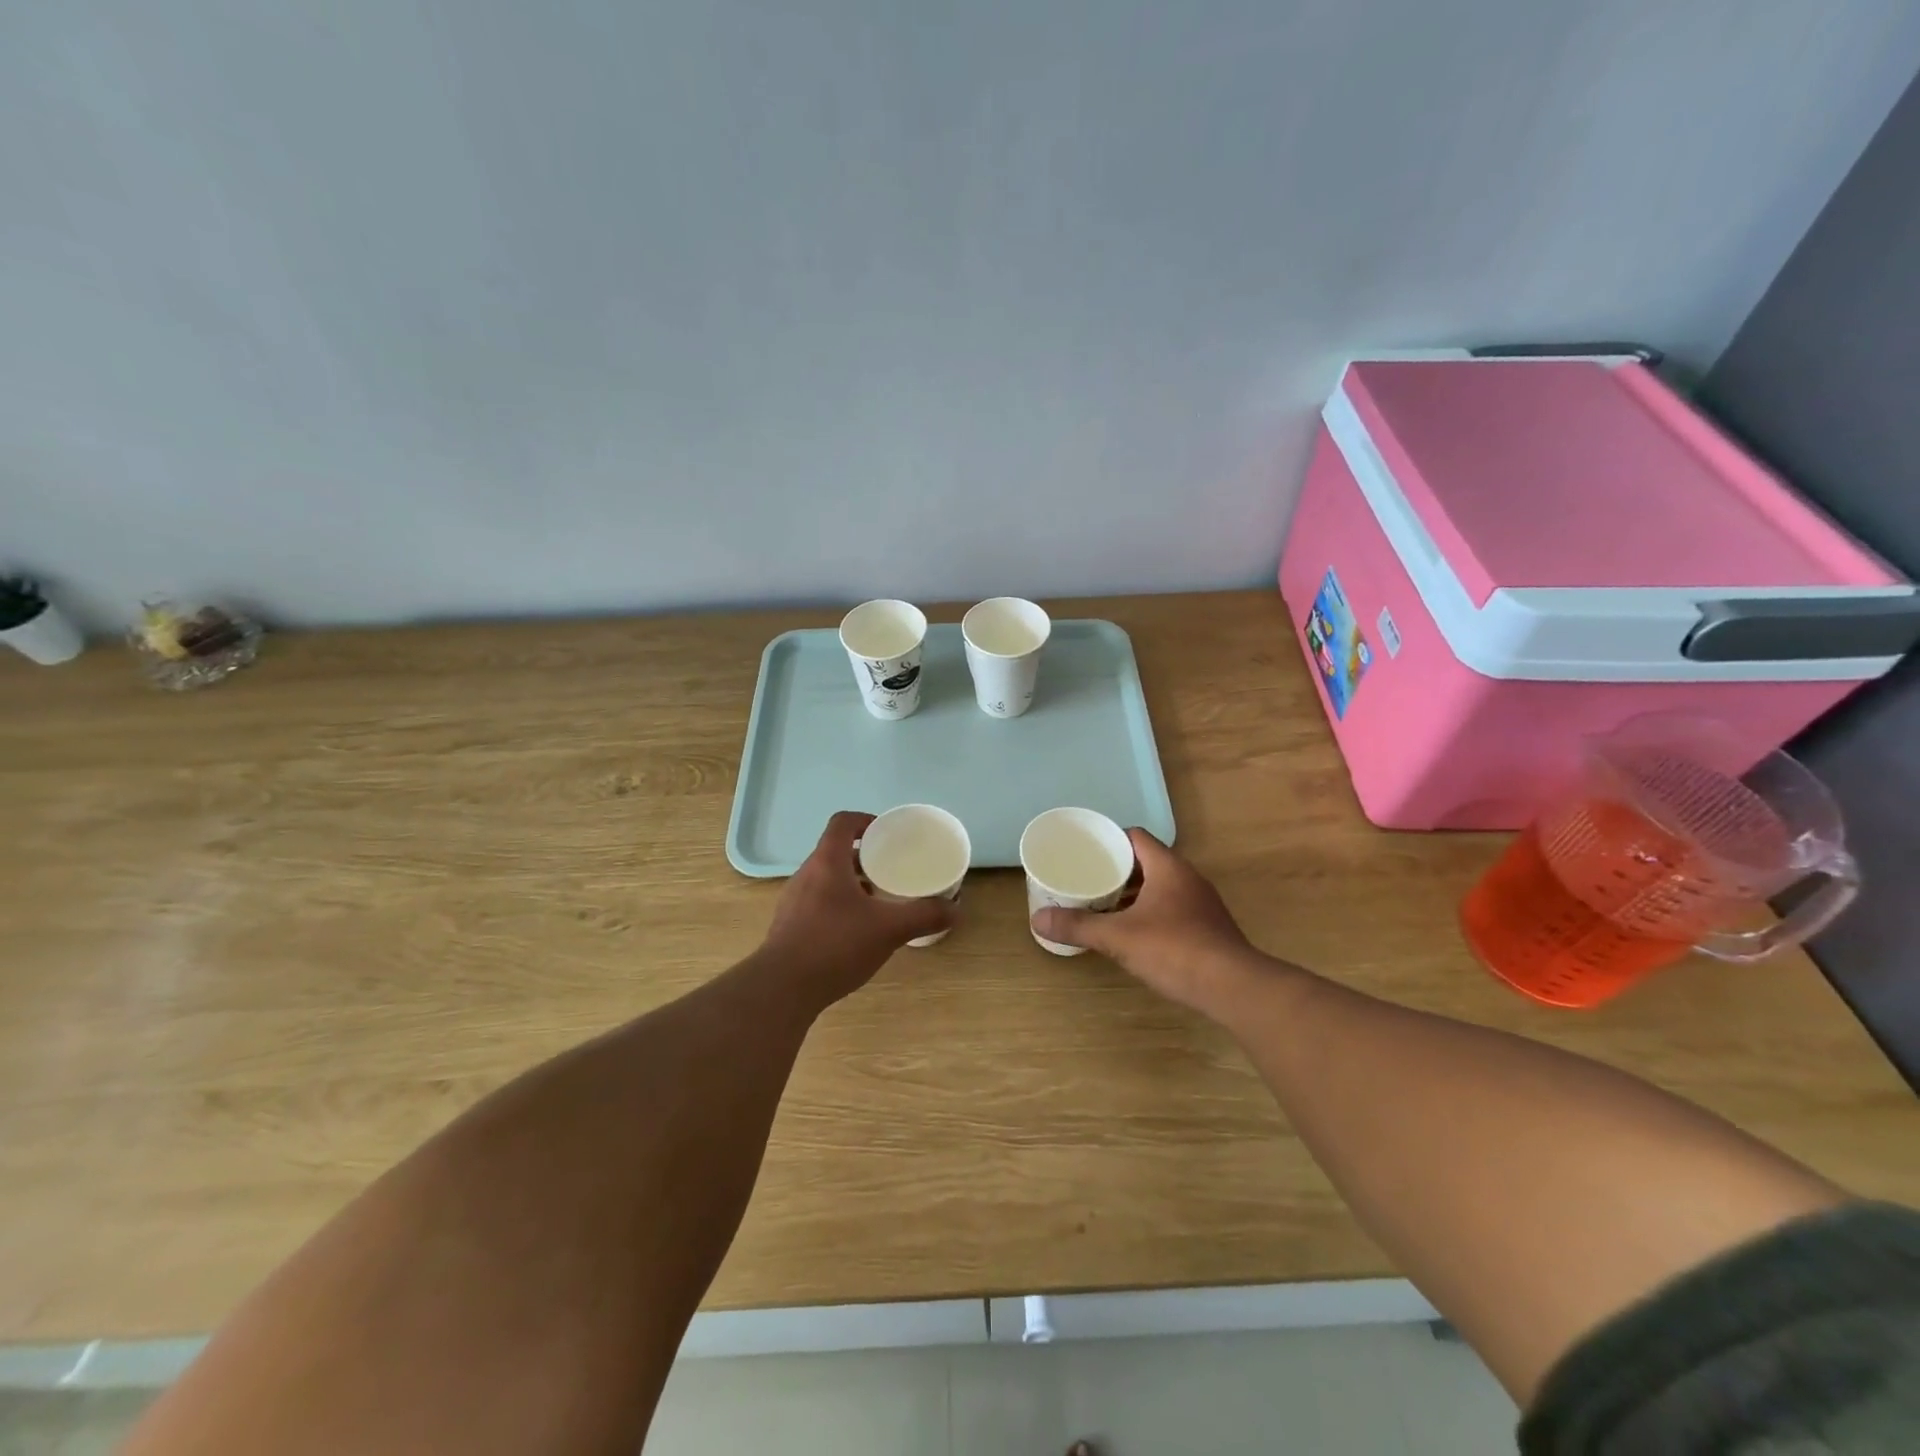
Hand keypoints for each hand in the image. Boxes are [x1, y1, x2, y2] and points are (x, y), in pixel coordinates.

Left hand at [762, 811, 953, 1006]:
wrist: (782, 989)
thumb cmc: (835, 945)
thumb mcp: (888, 929)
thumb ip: (923, 916)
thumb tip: (955, 909)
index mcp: (827, 862)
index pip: (843, 823)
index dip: (865, 821)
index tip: (887, 834)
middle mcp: (806, 875)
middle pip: (835, 851)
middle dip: (864, 857)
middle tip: (890, 870)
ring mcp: (793, 901)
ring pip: (826, 879)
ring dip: (851, 883)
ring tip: (877, 902)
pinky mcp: (788, 926)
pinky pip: (817, 903)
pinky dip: (838, 906)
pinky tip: (855, 932)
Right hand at [1031, 829, 1258, 1016]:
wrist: (1234, 988)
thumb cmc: (1174, 950)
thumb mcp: (1119, 937)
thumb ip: (1079, 926)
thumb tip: (1038, 919)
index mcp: (1167, 867)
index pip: (1135, 837)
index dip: (1109, 840)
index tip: (1085, 852)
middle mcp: (1187, 878)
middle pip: (1146, 861)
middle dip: (1116, 870)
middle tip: (1086, 879)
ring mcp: (1200, 904)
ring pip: (1159, 887)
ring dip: (1133, 894)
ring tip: (1102, 905)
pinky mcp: (1207, 928)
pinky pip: (1171, 909)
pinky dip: (1149, 913)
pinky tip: (1132, 933)